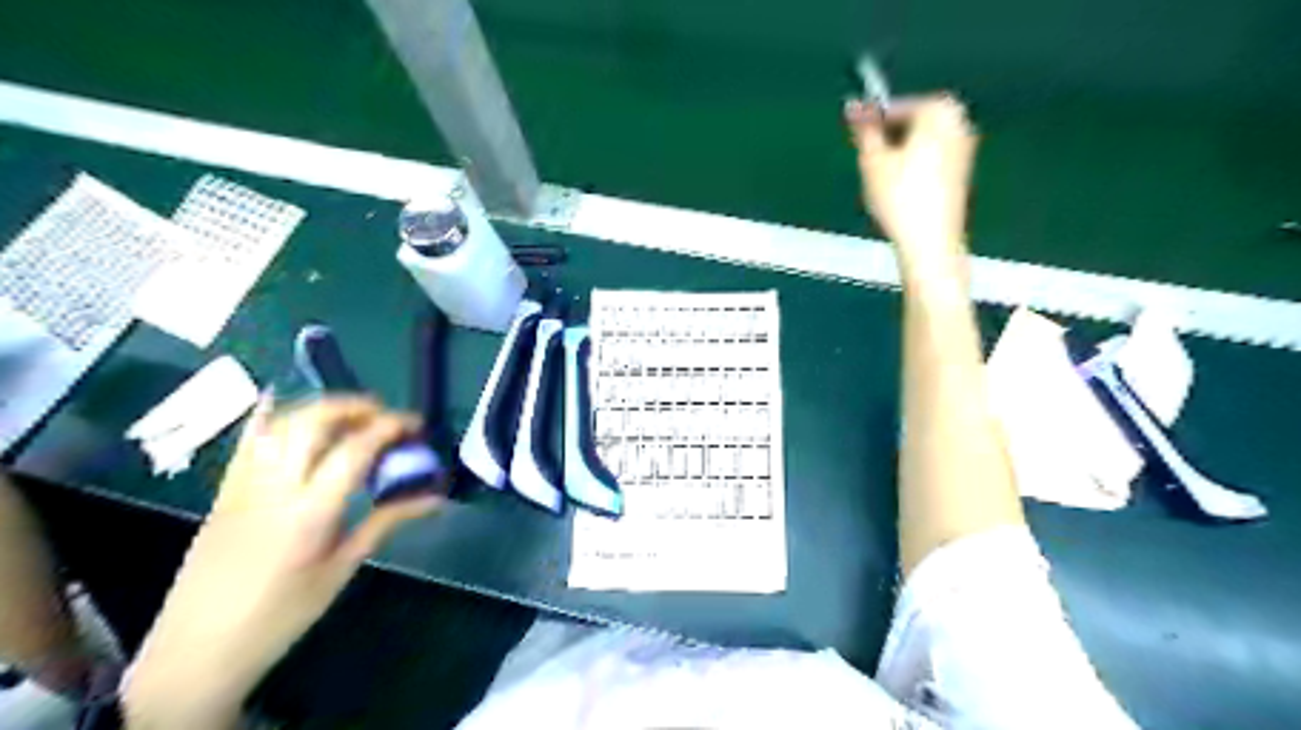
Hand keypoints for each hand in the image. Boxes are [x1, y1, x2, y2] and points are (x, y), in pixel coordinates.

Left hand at [122, 400, 444, 728]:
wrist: (198, 650)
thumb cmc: (282, 616)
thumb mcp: (341, 569)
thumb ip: (386, 522)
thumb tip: (434, 498)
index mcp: (309, 512)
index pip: (355, 449)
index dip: (390, 427)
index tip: (416, 425)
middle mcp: (273, 488)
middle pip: (312, 422)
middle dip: (354, 407)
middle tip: (385, 416)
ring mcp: (242, 485)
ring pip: (279, 425)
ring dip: (319, 409)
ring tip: (350, 415)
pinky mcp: (223, 491)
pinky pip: (246, 442)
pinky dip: (266, 417)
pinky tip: (279, 402)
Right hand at [845, 93, 974, 261]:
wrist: (930, 240)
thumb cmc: (899, 196)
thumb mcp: (873, 160)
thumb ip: (864, 129)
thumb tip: (854, 105)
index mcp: (939, 111)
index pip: (896, 106)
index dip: (871, 121)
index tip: (854, 137)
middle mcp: (959, 122)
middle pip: (913, 121)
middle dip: (888, 136)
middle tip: (866, 157)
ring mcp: (965, 147)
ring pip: (922, 140)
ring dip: (899, 152)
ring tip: (880, 176)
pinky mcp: (963, 172)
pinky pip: (932, 157)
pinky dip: (914, 165)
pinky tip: (899, 188)